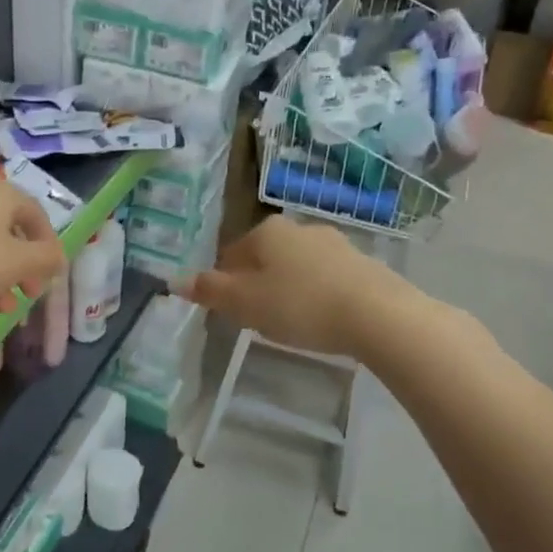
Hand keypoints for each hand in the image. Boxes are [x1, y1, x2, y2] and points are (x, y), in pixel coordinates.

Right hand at [180, 217, 388, 355]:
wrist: (377, 314)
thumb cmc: (300, 305)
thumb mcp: (245, 303)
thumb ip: (210, 291)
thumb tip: (174, 280)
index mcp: (266, 231)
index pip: (230, 254)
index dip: (225, 284)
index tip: (232, 312)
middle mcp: (298, 228)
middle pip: (263, 258)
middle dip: (257, 285)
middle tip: (259, 320)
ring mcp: (334, 243)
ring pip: (295, 266)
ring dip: (287, 289)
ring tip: (291, 323)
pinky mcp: (361, 262)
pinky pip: (325, 278)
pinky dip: (316, 294)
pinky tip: (322, 319)